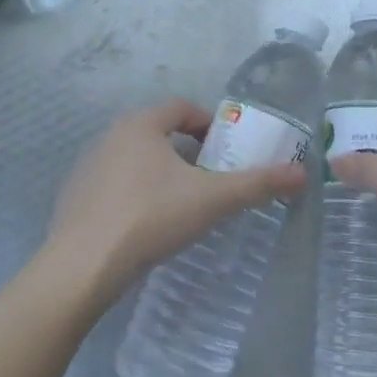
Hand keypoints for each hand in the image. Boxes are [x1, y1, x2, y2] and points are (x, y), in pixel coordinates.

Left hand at [43, 99, 306, 308]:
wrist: (81, 268)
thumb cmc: (151, 218)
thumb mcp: (212, 200)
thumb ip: (257, 184)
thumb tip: (303, 174)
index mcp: (140, 124)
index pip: (181, 107)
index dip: (208, 123)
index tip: (225, 149)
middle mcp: (109, 136)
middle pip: (158, 132)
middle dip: (186, 151)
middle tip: (209, 179)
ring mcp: (86, 168)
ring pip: (134, 159)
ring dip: (160, 173)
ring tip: (181, 204)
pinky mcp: (73, 199)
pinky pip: (113, 185)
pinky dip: (134, 195)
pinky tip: (145, 226)